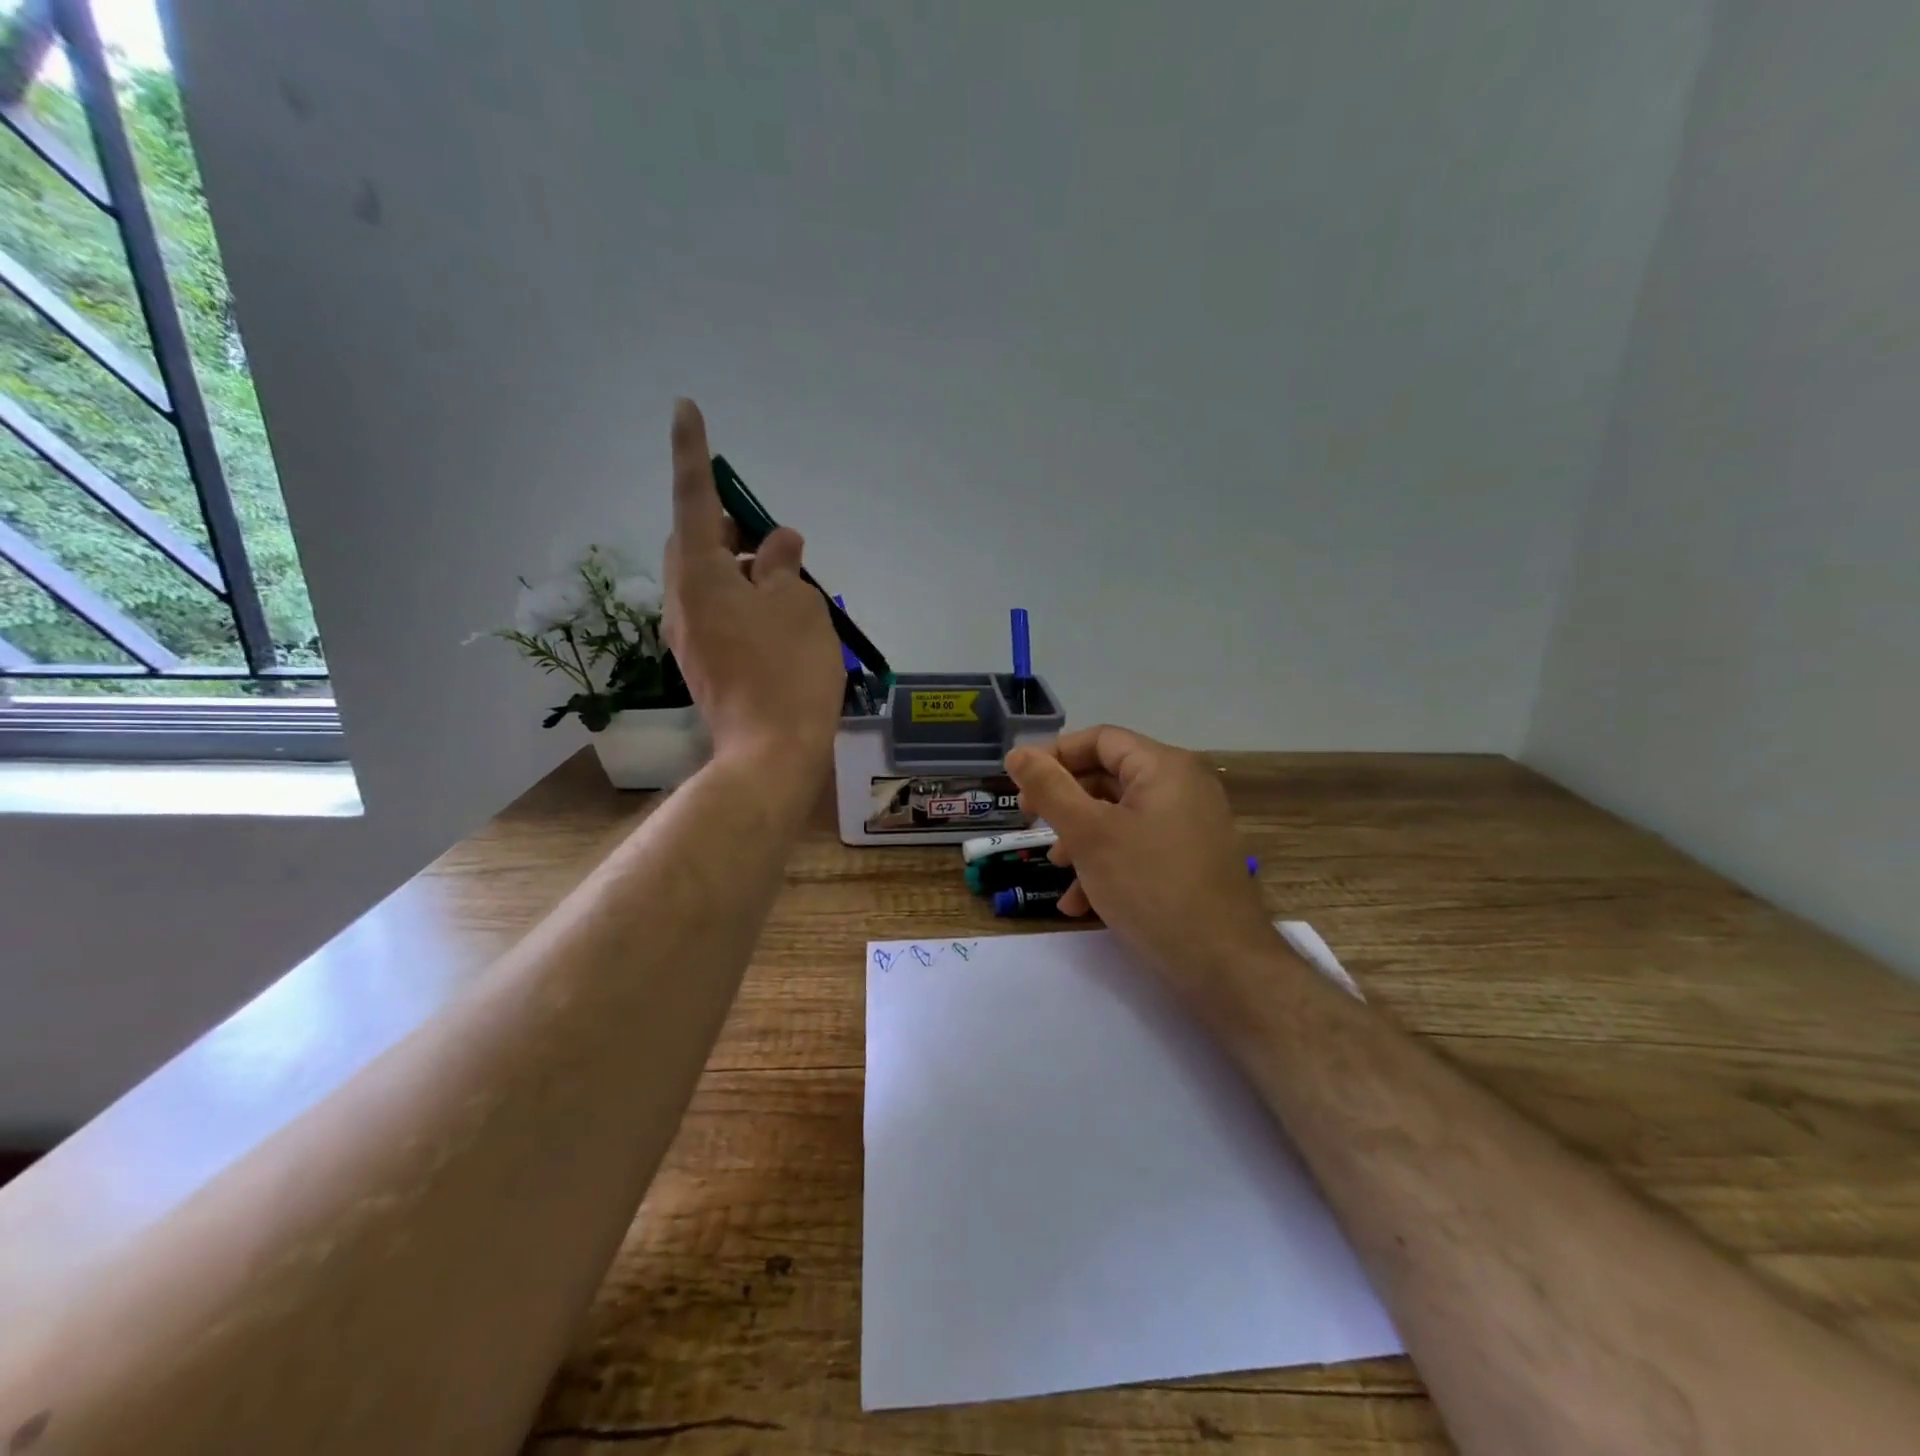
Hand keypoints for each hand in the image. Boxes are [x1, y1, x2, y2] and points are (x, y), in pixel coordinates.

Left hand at [662, 399, 843, 768]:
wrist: (771, 752)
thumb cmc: (789, 670)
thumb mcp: (799, 605)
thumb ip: (784, 565)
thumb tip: (778, 543)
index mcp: (700, 575)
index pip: (693, 498)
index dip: (693, 452)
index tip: (685, 408)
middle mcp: (683, 600)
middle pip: (696, 542)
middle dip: (727, 525)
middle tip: (769, 533)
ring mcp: (689, 635)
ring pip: (708, 579)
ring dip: (740, 566)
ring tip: (786, 580)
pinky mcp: (704, 662)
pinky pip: (717, 611)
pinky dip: (742, 598)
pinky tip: (777, 616)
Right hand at [1005, 725, 1273, 980]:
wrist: (1223, 964)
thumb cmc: (1150, 886)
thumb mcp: (1089, 834)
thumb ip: (1050, 789)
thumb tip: (1018, 753)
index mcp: (1164, 767)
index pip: (1099, 739)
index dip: (1054, 756)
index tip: (1020, 785)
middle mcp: (1182, 786)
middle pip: (1109, 777)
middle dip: (1065, 803)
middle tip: (1031, 825)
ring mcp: (1190, 825)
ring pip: (1120, 816)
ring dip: (1081, 839)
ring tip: (1056, 870)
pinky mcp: (1191, 859)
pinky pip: (1140, 846)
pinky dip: (1107, 864)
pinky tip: (1080, 903)